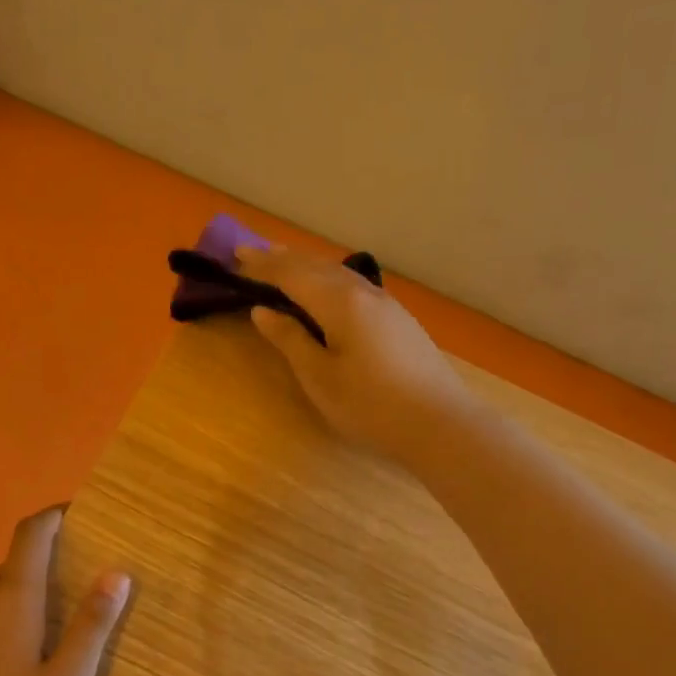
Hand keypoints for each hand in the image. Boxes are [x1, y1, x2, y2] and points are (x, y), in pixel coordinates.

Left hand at [0, 508, 130, 675]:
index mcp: (11, 599)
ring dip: (8, 608)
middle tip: (62, 618)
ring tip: (25, 656)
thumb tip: (117, 573)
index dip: (52, 518)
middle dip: (38, 580)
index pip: (31, 534)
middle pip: (11, 570)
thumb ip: (93, 625)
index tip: (72, 517)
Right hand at [236, 245, 474, 458]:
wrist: (439, 422)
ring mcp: (386, 304)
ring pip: (339, 274)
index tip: (236, 256)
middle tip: (253, 253)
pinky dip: (329, 281)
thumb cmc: (371, 405)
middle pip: (317, 267)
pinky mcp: (398, 320)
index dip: (263, 265)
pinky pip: (353, 287)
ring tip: (286, 265)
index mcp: (339, 302)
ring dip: (308, 267)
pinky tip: (328, 291)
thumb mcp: (320, 377)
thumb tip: (263, 310)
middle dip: (283, 259)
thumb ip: (290, 340)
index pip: (292, 274)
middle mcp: (363, 292)